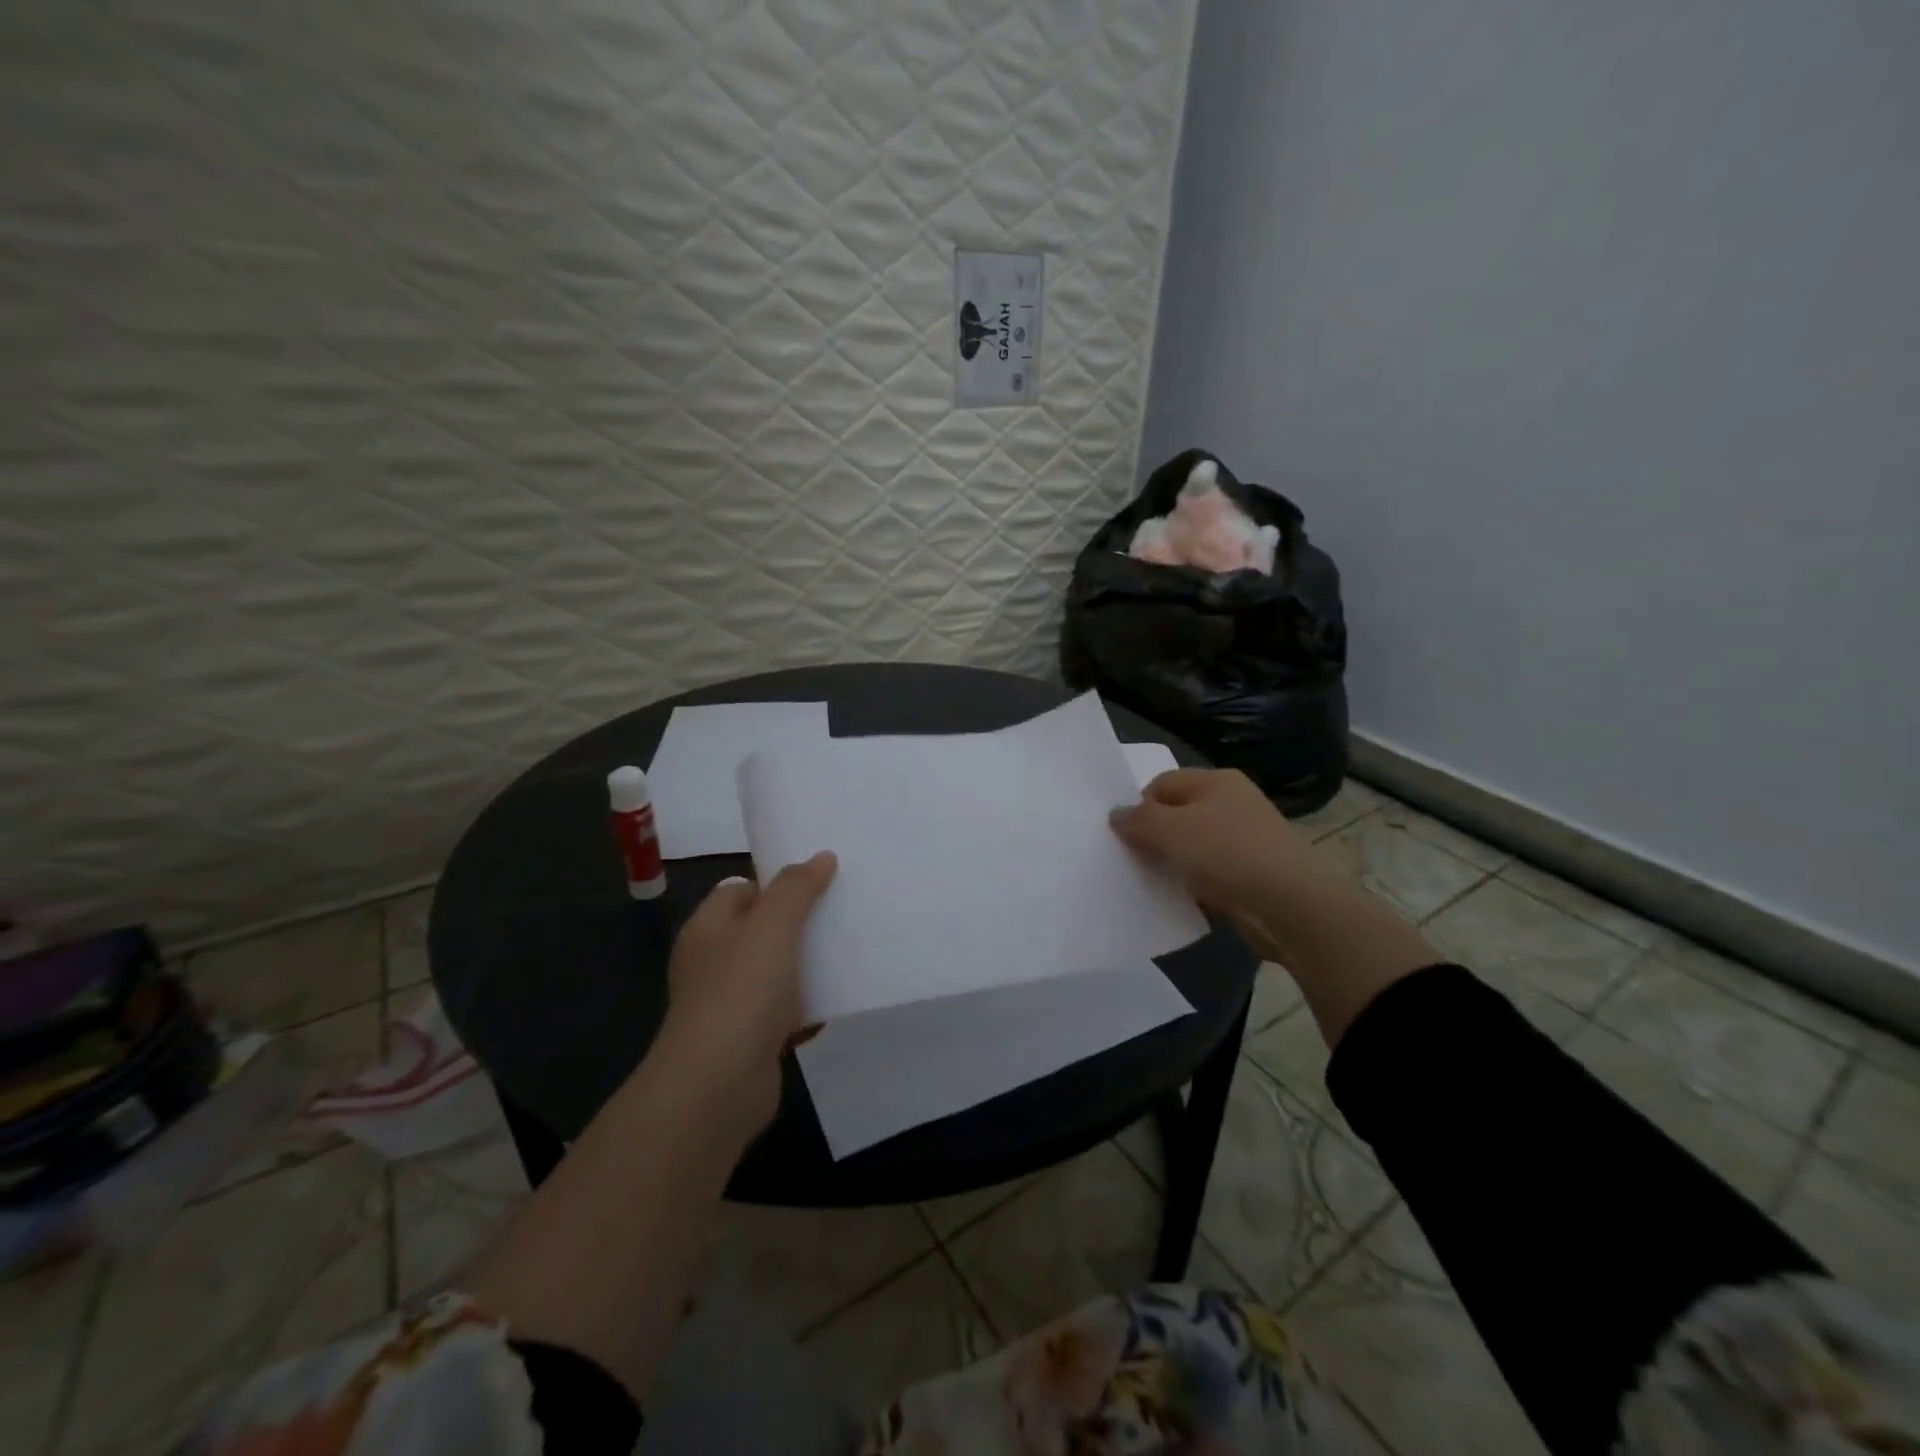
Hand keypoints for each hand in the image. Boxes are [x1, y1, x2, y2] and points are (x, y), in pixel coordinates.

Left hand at [655, 852, 836, 1132]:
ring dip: (808, 965)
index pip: (741, 889)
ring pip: (776, 971)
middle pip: (761, 929)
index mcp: (708, 928)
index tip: (820, 882)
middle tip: (842, 912)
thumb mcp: (772, 926)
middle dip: (800, 923)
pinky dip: (808, 1007)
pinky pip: (784, 1012)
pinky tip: (837, 1001)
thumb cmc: (741, 992)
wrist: (718, 1086)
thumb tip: (821, 857)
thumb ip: (796, 888)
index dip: (777, 883)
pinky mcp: (749, 1039)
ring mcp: (730, 1003)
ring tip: (849, 951)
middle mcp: (713, 962)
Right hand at [1110, 769, 1324, 958]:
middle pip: (1178, 813)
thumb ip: (1138, 819)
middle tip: (1134, 860)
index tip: (1126, 837)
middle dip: (1154, 836)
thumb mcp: (1170, 829)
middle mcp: (1233, 802)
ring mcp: (1247, 839)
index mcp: (1216, 780)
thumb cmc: (1227, 853)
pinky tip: (1184, 899)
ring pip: (1194, 846)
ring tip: (1155, 882)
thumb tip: (1116, 814)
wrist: (1291, 905)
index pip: (1162, 783)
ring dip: (1174, 863)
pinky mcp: (1254, 873)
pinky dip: (1195, 884)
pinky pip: (1212, 873)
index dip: (1139, 806)